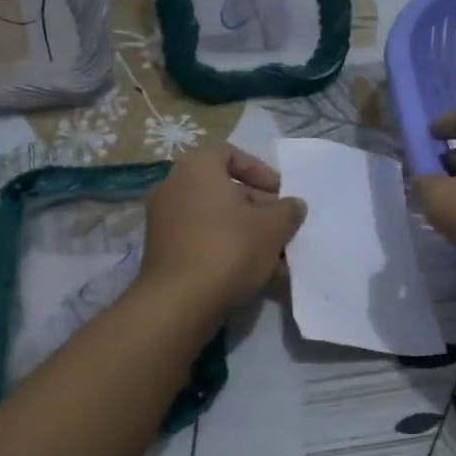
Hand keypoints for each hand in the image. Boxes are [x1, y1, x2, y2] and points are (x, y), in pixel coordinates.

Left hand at [138, 143, 306, 318]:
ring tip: (273, 257)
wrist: (178, 302)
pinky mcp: (161, 250)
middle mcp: (173, 185)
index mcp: (197, 168)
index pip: (230, 153)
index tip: (280, 194)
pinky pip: (199, 238)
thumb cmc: (229, 250)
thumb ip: (288, 211)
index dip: (260, 170)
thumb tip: (294, 205)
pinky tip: (249, 273)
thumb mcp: (272, 228)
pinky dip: (224, 248)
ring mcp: (162, 219)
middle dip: (257, 208)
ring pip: (214, 217)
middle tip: (280, 229)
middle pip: (223, 188)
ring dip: (245, 232)